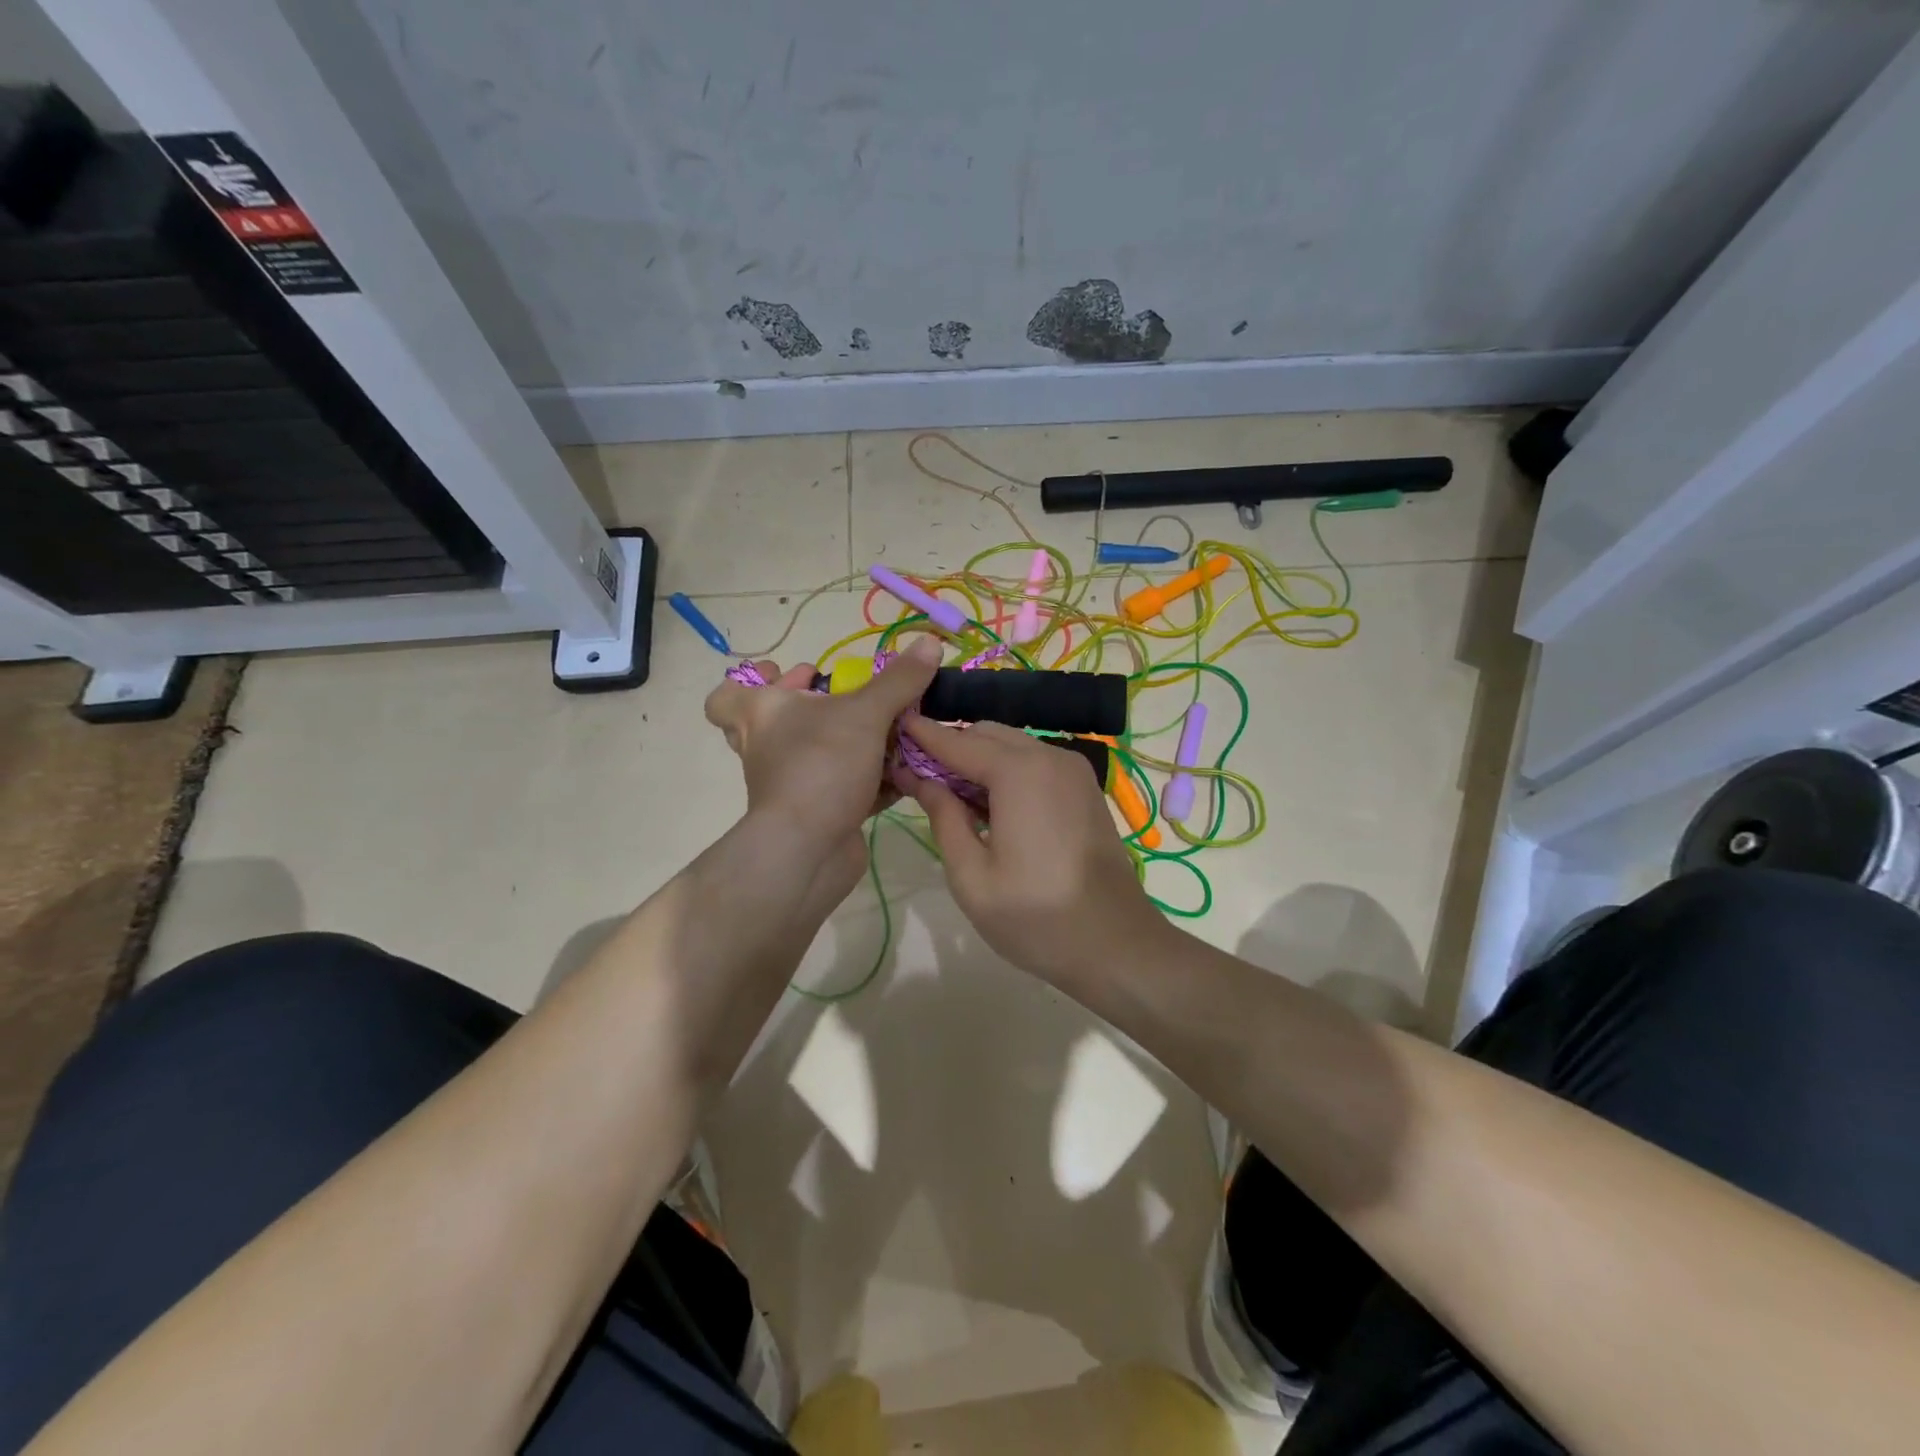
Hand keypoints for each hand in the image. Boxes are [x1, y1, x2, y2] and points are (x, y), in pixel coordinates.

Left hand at [704, 639, 942, 896]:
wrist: (807, 850)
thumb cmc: (821, 765)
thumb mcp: (865, 714)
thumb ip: (898, 681)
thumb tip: (930, 642)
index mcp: (762, 715)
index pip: (727, 696)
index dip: (750, 681)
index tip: (783, 673)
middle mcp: (767, 748)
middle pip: (773, 723)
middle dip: (811, 708)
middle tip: (838, 696)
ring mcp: (790, 785)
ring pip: (811, 756)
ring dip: (844, 744)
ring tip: (885, 730)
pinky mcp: (816, 814)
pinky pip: (841, 789)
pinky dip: (867, 781)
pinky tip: (901, 774)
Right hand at [891, 716, 1169, 981]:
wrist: (1117, 945)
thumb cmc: (1036, 918)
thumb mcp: (972, 876)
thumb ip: (943, 817)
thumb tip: (919, 778)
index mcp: (1019, 773)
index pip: (958, 742)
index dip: (923, 735)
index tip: (894, 726)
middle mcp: (1049, 757)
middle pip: (988, 734)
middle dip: (952, 746)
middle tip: (918, 774)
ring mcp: (1074, 770)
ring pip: (1013, 745)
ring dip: (980, 758)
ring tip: (949, 792)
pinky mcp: (1085, 788)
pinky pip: (1035, 762)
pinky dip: (1007, 769)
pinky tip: (990, 803)